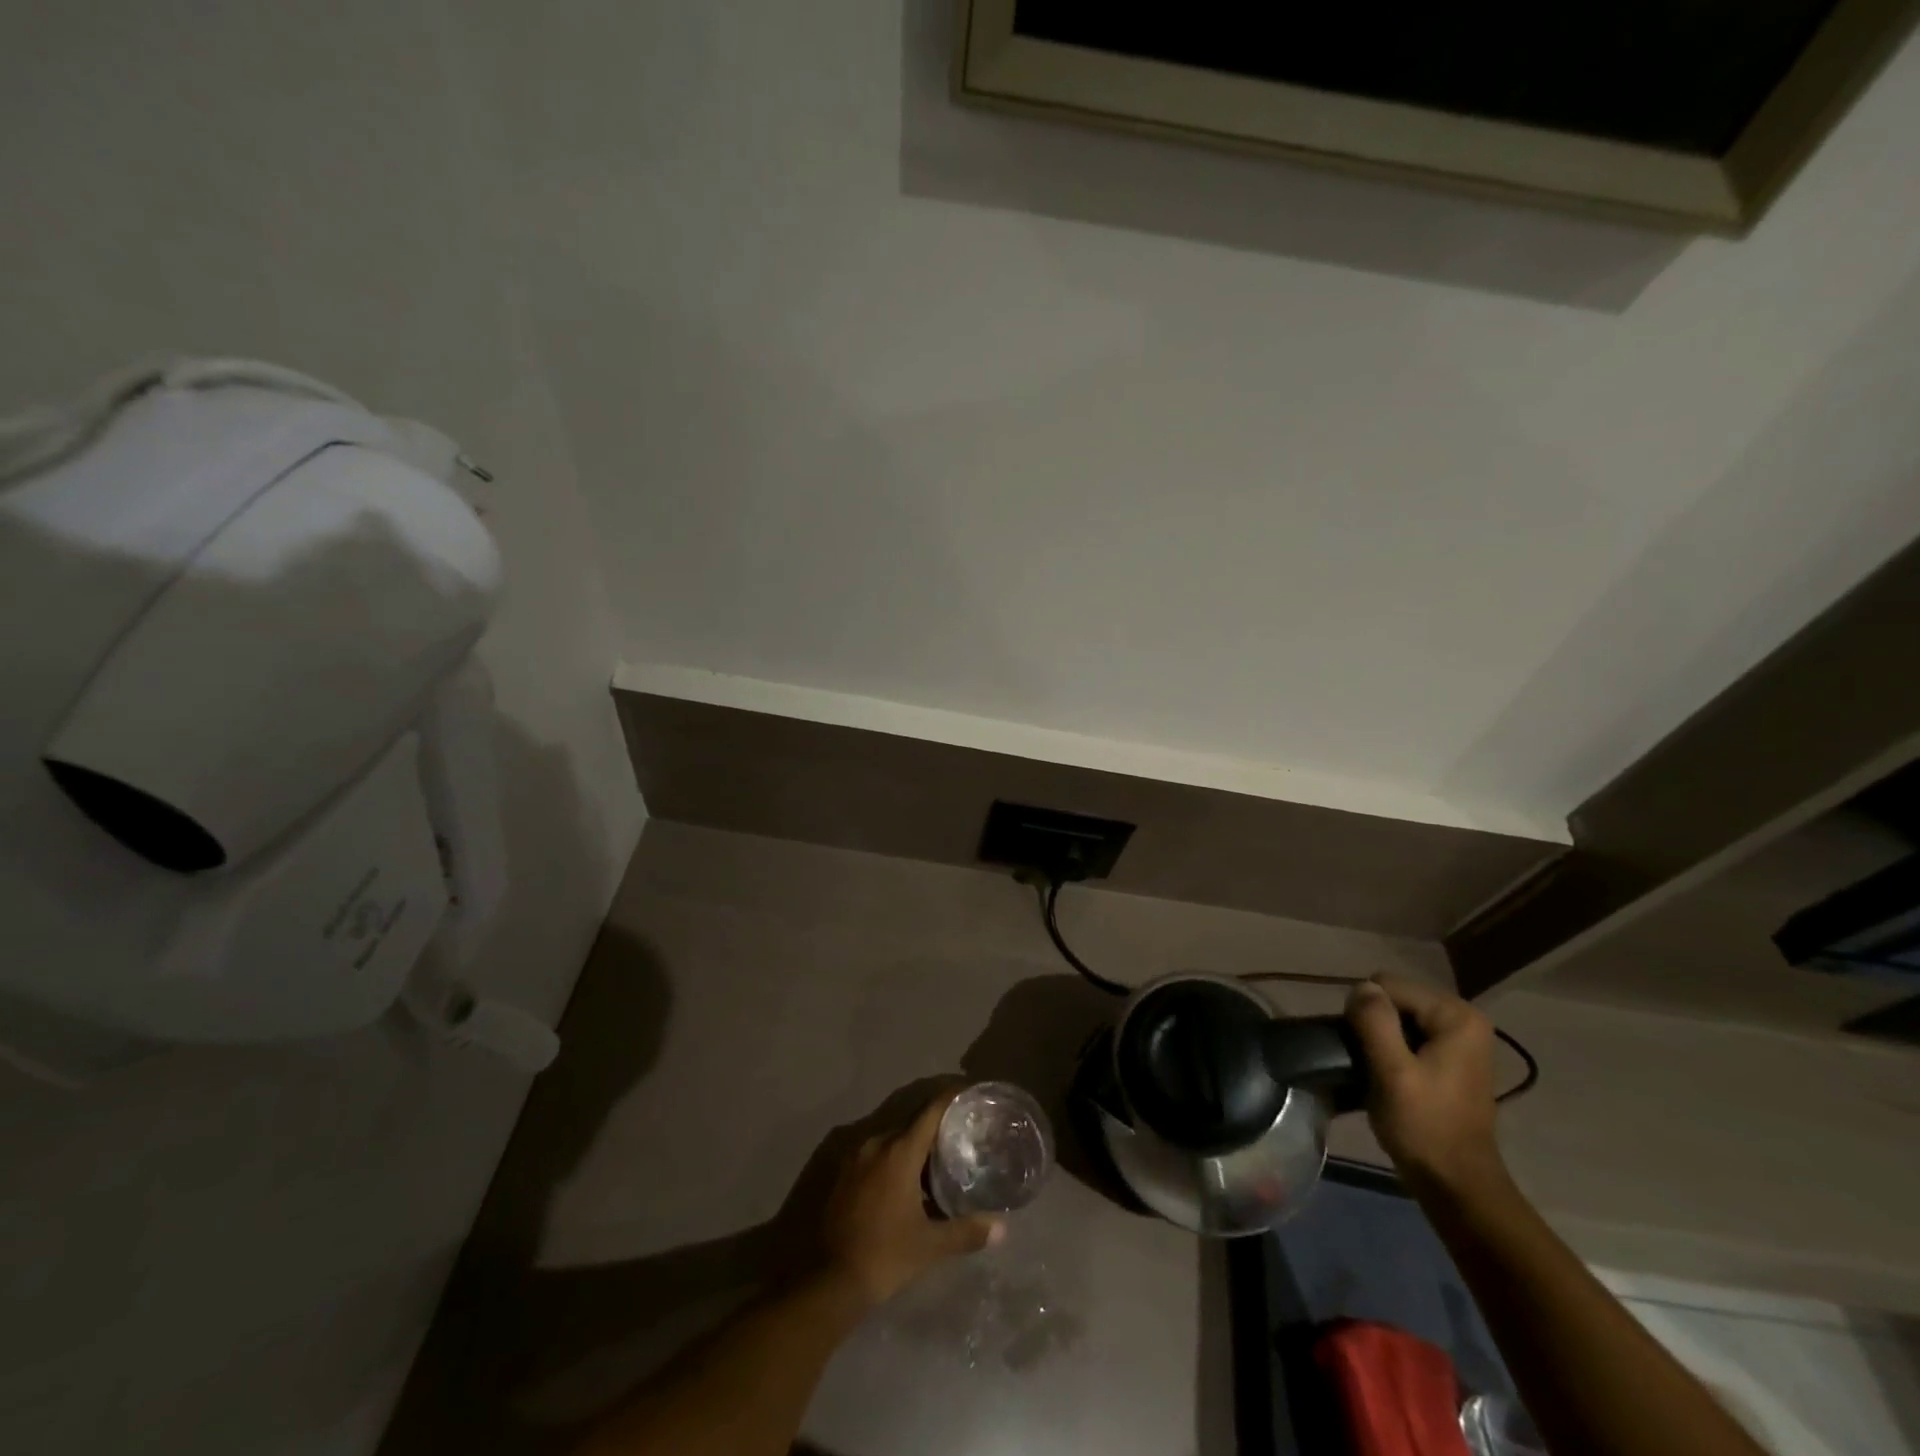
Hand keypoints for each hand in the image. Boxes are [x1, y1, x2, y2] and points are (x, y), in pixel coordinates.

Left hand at [818, 1088, 1003, 1308]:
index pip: (930, 1111)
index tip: (969, 1094)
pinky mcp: (842, 1174)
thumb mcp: (929, 1246)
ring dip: (913, 1147)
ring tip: (938, 1161)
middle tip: (960, 1135)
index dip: (951, 1099)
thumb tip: (1002, 1229)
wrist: (827, 1281)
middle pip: (911, 1124)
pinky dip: (893, 1160)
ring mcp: (854, 1158)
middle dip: (935, 1128)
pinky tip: (906, 1182)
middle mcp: (875, 1144)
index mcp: (898, 1151)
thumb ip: (966, 1232)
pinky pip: (875, 1155)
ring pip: (892, 1140)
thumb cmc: (883, 1255)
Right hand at [1345, 977, 1506, 1198]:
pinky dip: (1390, 1049)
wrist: (1455, 1184)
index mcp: (1456, 1015)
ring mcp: (1458, 1037)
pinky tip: (1387, 1075)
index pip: (1387, 985)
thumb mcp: (1392, 1072)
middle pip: (1393, 997)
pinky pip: (1405, 1033)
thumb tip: (1361, 987)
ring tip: (1375, 1071)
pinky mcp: (1449, 1056)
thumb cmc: (1424, 1127)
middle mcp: (1463, 1017)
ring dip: (1378, 1038)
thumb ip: (1375, 1021)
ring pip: (1395, 1016)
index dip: (1366, 1014)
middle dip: (1373, 1024)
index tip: (1367, 1052)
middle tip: (1369, 1062)